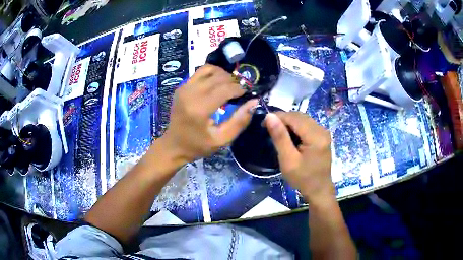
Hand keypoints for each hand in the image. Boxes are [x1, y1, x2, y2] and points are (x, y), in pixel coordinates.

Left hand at [161, 64, 257, 162]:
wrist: (174, 145)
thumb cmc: (198, 145)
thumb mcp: (222, 139)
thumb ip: (239, 121)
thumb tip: (253, 102)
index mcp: (199, 108)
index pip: (225, 89)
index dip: (240, 89)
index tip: (247, 94)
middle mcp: (190, 93)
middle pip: (219, 77)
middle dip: (234, 81)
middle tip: (240, 91)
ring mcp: (184, 88)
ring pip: (209, 69)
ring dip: (223, 74)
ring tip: (229, 85)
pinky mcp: (181, 86)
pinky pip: (200, 72)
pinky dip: (212, 73)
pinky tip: (217, 83)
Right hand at [264, 112, 333, 203]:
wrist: (319, 190)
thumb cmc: (302, 178)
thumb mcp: (288, 160)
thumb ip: (280, 137)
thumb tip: (270, 116)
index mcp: (315, 136)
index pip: (294, 117)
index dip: (277, 117)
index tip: (263, 123)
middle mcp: (322, 130)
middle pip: (299, 116)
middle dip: (283, 119)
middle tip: (269, 129)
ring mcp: (323, 132)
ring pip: (303, 119)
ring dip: (289, 123)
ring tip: (277, 132)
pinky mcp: (322, 136)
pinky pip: (307, 125)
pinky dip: (296, 127)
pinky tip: (289, 136)